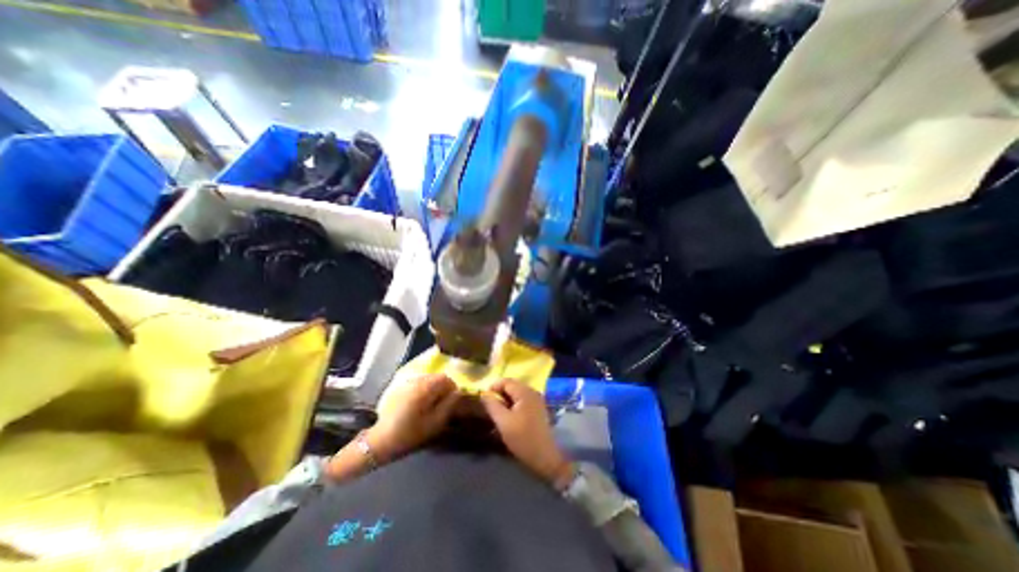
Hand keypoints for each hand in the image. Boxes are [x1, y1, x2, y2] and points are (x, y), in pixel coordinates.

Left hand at [369, 373, 460, 462]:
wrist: (380, 440)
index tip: (452, 401)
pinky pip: (417, 383)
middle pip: (436, 377)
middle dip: (442, 387)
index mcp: (425, 387)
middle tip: (442, 404)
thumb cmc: (410, 433)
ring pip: (427, 379)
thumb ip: (449, 405)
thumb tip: (459, 392)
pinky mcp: (399, 388)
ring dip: (433, 388)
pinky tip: (419, 404)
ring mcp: (406, 382)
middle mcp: (416, 380)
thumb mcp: (435, 422)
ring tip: (431, 405)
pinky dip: (423, 389)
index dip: (452, 388)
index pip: (445, 378)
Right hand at [480, 380, 571, 485]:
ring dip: (506, 399)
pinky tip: (509, 415)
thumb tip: (483, 394)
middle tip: (489, 405)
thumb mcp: (503, 422)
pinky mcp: (538, 409)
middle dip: (500, 393)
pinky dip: (514, 404)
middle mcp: (532, 391)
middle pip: (512, 385)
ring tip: (497, 411)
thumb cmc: (522, 438)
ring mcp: (537, 400)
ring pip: (517, 393)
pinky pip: (523, 400)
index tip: (484, 398)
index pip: (506, 381)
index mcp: (525, 392)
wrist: (545, 456)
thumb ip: (492, 405)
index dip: (493, 387)